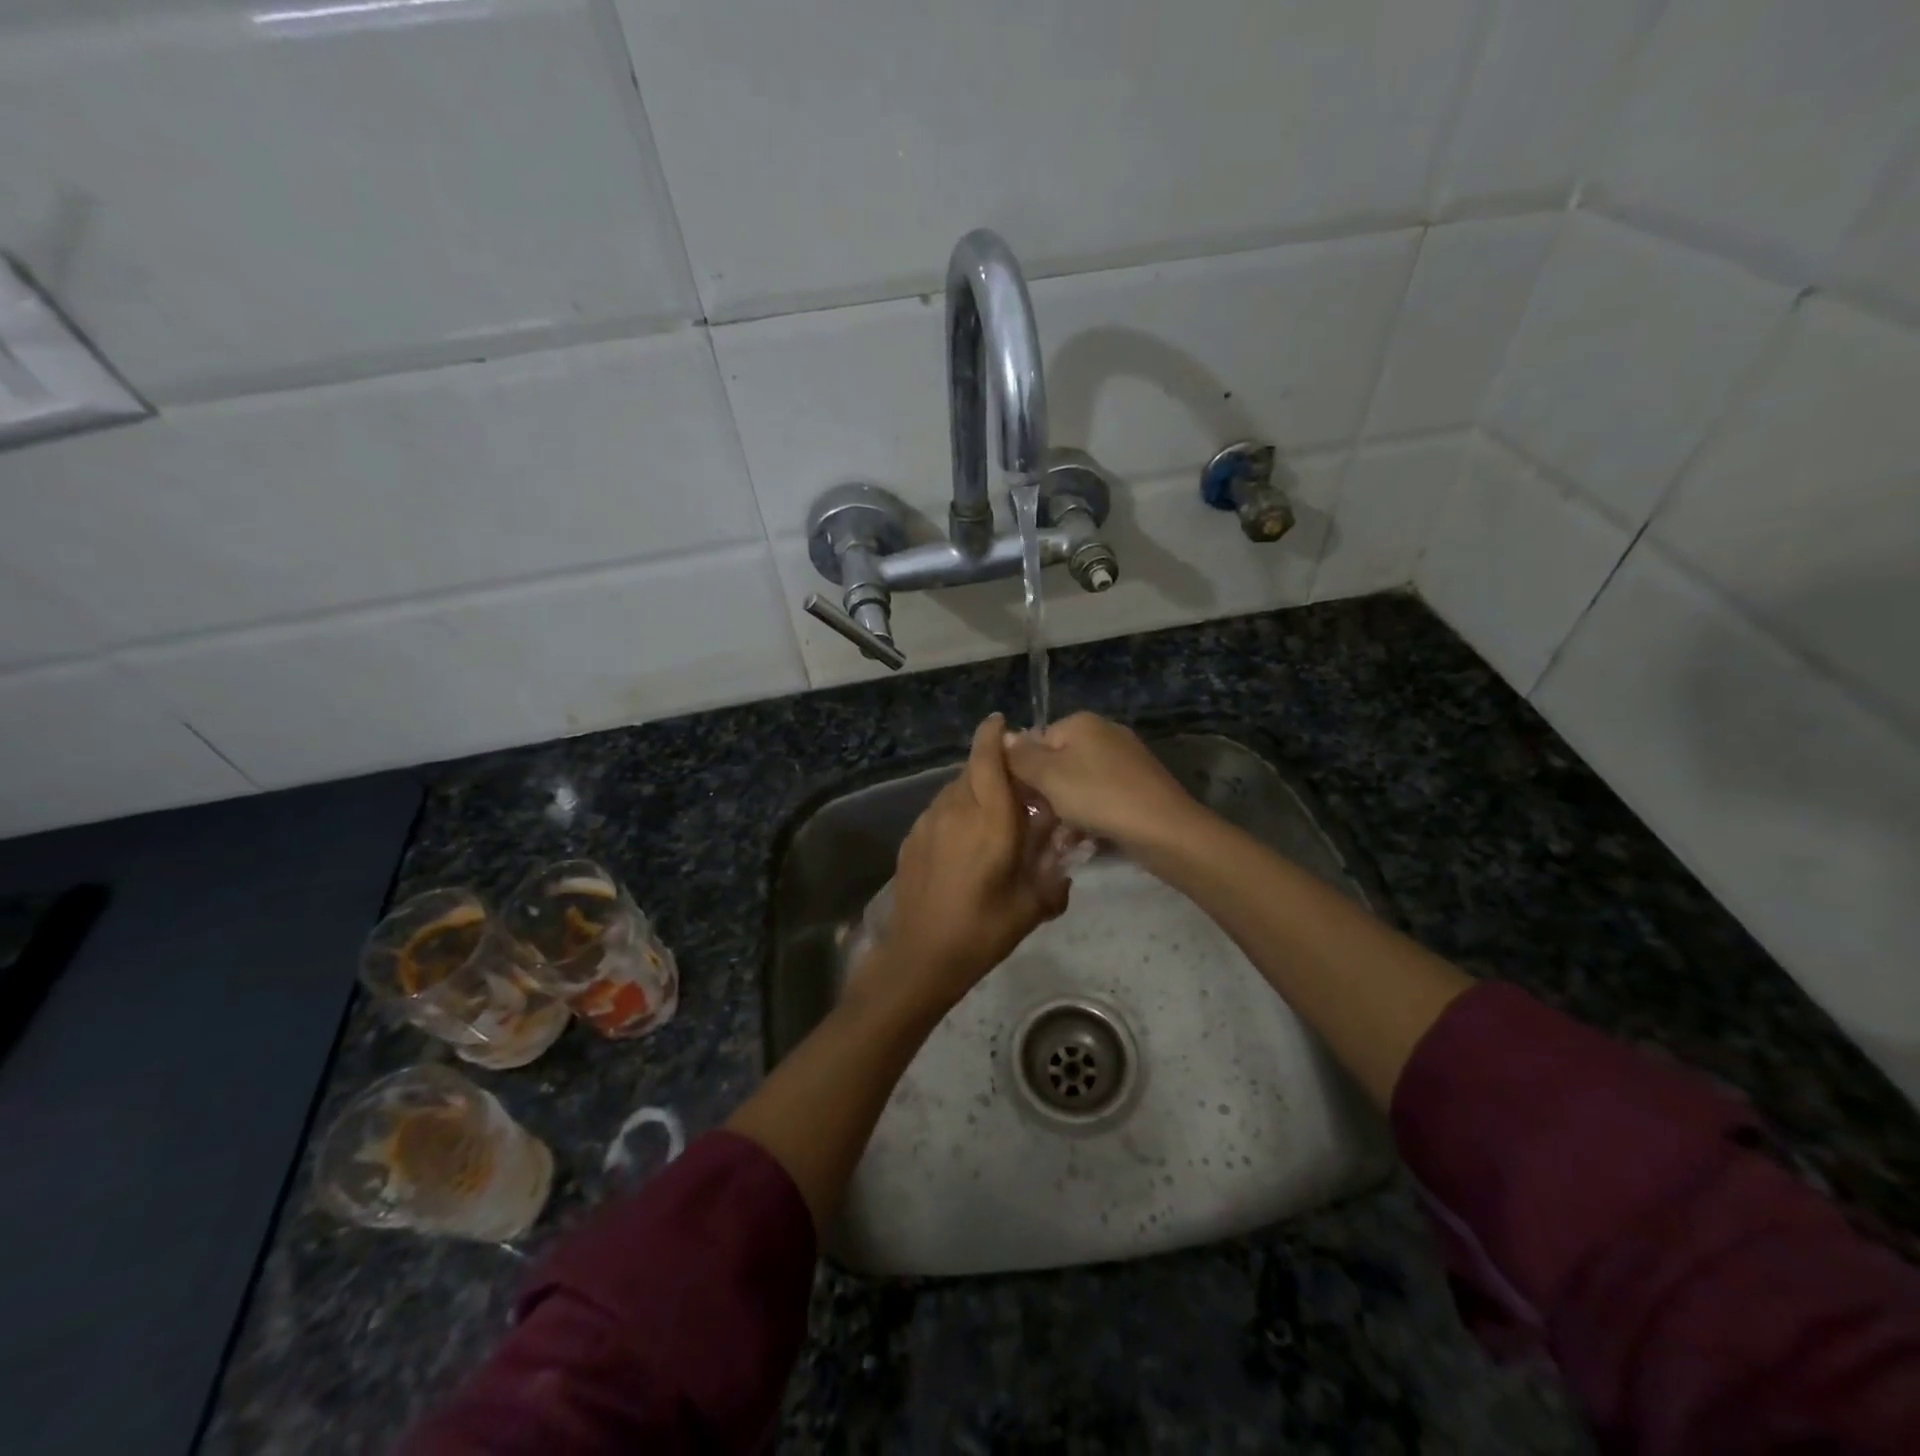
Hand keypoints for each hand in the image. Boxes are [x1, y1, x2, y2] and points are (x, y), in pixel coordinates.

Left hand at [873, 714, 1068, 1011]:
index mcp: (991, 822)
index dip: (993, 735)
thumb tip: (1065, 860)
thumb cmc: (983, 931)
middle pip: (972, 770)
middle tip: (1013, 786)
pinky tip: (963, 841)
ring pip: (953, 789)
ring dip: (972, 790)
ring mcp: (928, 822)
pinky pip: (939, 810)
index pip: (988, 760)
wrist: (921, 956)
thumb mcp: (1032, 905)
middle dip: (991, 767)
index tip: (1001, 721)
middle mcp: (956, 811)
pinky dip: (955, 811)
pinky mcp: (912, 838)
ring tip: (989, 816)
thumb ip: (1054, 874)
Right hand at [1004, 712, 1200, 851]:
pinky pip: (1101, 799)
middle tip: (1038, 824)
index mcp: (1081, 723)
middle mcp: (1104, 734)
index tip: (1019, 801)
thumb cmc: (1098, 796)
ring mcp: (1124, 761)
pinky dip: (1090, 817)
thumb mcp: (1049, 776)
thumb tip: (1001, 735)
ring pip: (1078, 785)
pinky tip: (1083, 842)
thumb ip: (1020, 756)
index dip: (1023, 772)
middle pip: (1057, 763)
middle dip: (1045, 795)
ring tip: (1059, 840)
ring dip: (1065, 812)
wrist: (1164, 830)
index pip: (1035, 741)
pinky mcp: (1138, 787)